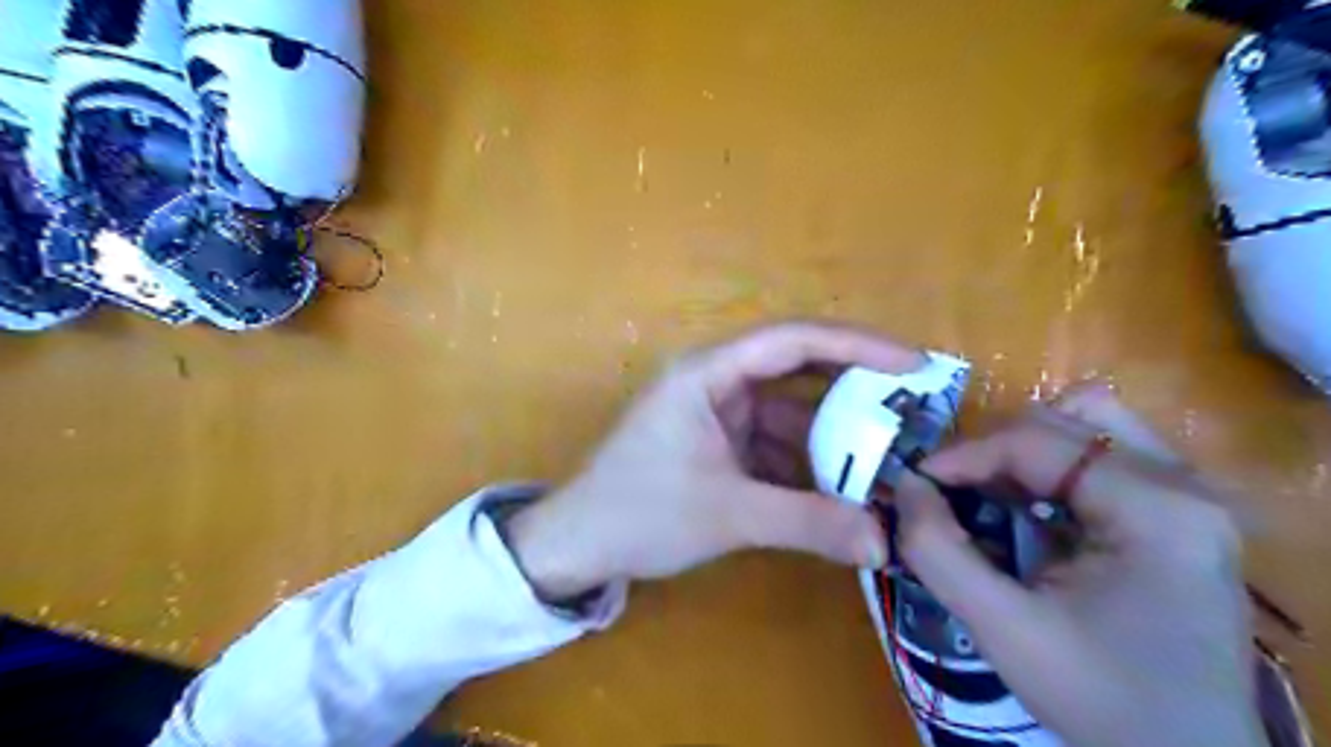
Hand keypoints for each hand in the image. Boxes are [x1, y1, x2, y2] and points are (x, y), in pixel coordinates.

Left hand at [503, 322, 928, 601]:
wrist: (578, 545)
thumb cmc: (639, 513)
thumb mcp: (729, 513)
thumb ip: (808, 523)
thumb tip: (884, 543)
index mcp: (708, 373)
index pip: (793, 340)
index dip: (857, 347)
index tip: (913, 365)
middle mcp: (716, 382)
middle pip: (797, 372)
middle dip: (853, 393)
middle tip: (912, 412)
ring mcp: (717, 414)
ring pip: (789, 415)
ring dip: (832, 439)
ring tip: (887, 463)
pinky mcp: (718, 444)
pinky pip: (773, 444)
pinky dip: (806, 464)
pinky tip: (841, 489)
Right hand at [894, 385, 1259, 746]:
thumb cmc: (1102, 699)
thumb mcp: (1003, 629)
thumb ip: (938, 551)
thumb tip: (904, 486)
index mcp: (1156, 509)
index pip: (1037, 440)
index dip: (963, 454)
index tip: (914, 481)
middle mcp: (1183, 484)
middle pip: (1064, 419)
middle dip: (992, 449)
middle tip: (950, 491)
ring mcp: (1186, 494)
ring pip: (1085, 425)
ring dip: (1023, 450)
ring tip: (988, 493)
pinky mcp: (1175, 511)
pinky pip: (1098, 455)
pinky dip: (1047, 469)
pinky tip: (1026, 511)